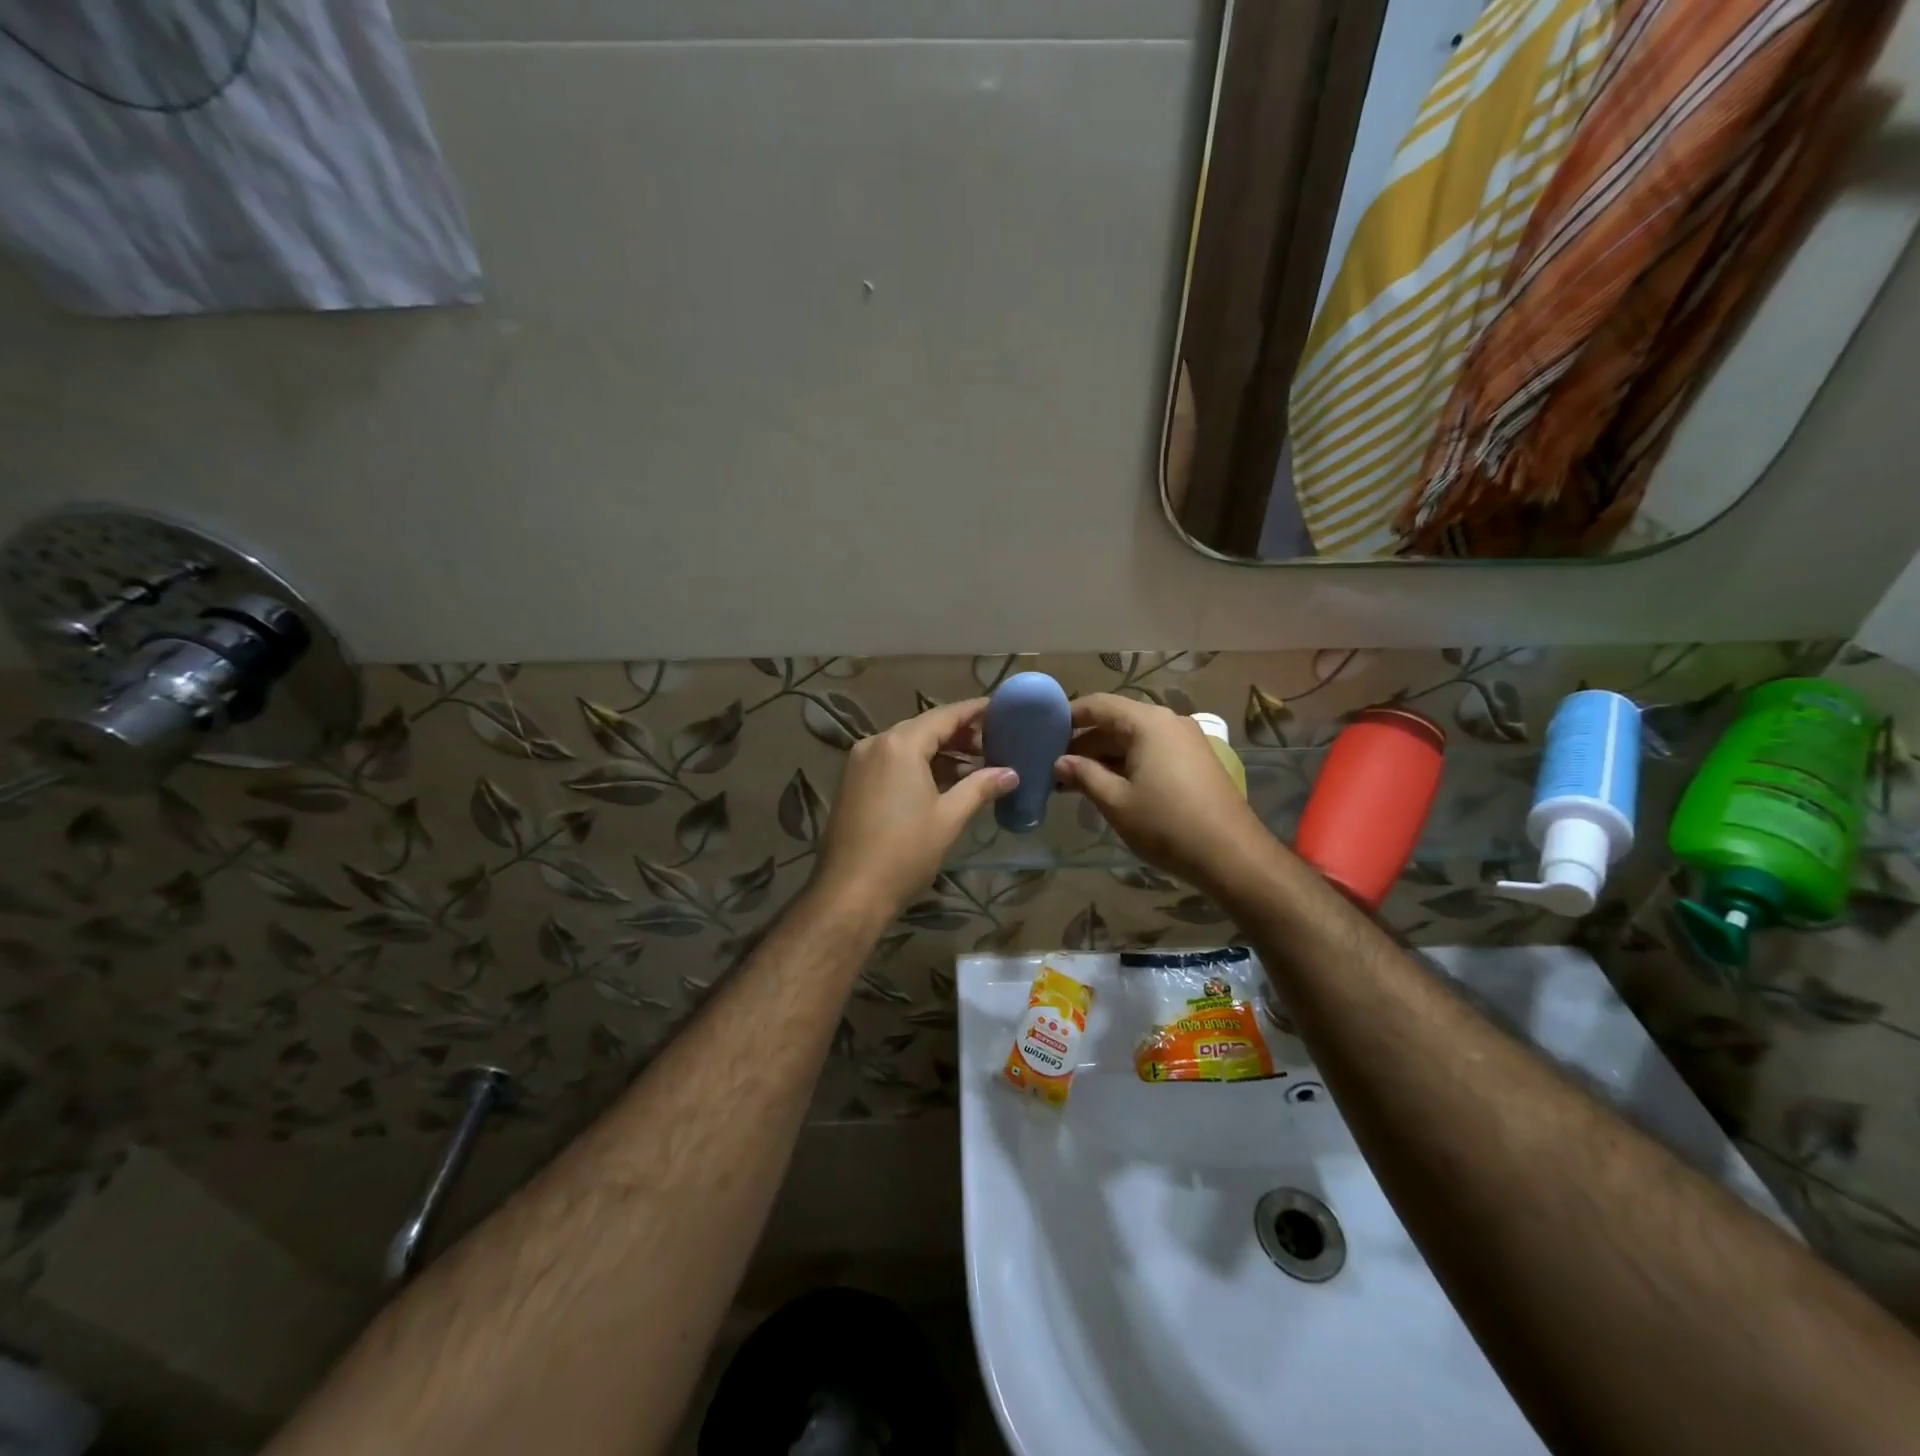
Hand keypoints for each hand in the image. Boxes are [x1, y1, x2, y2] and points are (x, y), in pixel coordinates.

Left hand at [813, 699, 1017, 920]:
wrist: (850, 893)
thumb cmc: (904, 852)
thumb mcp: (948, 818)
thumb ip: (980, 788)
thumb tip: (1011, 773)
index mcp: (900, 744)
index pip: (944, 716)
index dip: (974, 711)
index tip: (1000, 710)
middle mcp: (875, 744)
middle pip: (924, 727)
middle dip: (959, 734)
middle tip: (994, 745)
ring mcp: (859, 763)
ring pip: (907, 745)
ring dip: (940, 752)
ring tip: (976, 766)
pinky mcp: (853, 783)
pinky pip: (892, 762)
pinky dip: (918, 765)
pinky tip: (943, 782)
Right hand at [1056, 693, 1269, 894]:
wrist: (1233, 856)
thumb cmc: (1167, 825)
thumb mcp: (1116, 802)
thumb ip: (1084, 776)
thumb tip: (1060, 762)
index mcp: (1148, 723)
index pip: (1098, 704)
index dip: (1068, 716)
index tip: (1042, 734)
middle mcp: (1169, 722)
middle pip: (1116, 721)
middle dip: (1084, 743)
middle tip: (1055, 767)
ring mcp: (1186, 741)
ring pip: (1134, 739)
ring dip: (1105, 757)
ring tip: (1076, 782)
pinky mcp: (1196, 761)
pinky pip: (1153, 752)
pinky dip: (1128, 764)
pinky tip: (1110, 787)